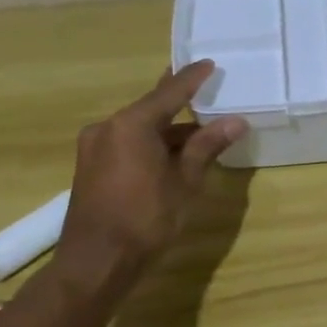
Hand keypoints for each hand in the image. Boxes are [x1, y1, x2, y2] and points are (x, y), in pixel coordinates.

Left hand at [55, 61, 248, 291]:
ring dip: (168, 130)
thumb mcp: (184, 181)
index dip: (192, 79)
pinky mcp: (92, 168)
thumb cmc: (146, 218)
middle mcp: (108, 128)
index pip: (169, 93)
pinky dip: (152, 144)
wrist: (96, 262)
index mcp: (130, 125)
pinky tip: (174, 154)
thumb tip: (234, 121)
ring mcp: (95, 148)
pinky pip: (128, 144)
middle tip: (205, 90)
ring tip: (201, 131)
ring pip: (139, 129)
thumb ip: (206, 146)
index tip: (210, 64)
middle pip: (151, 108)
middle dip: (179, 103)